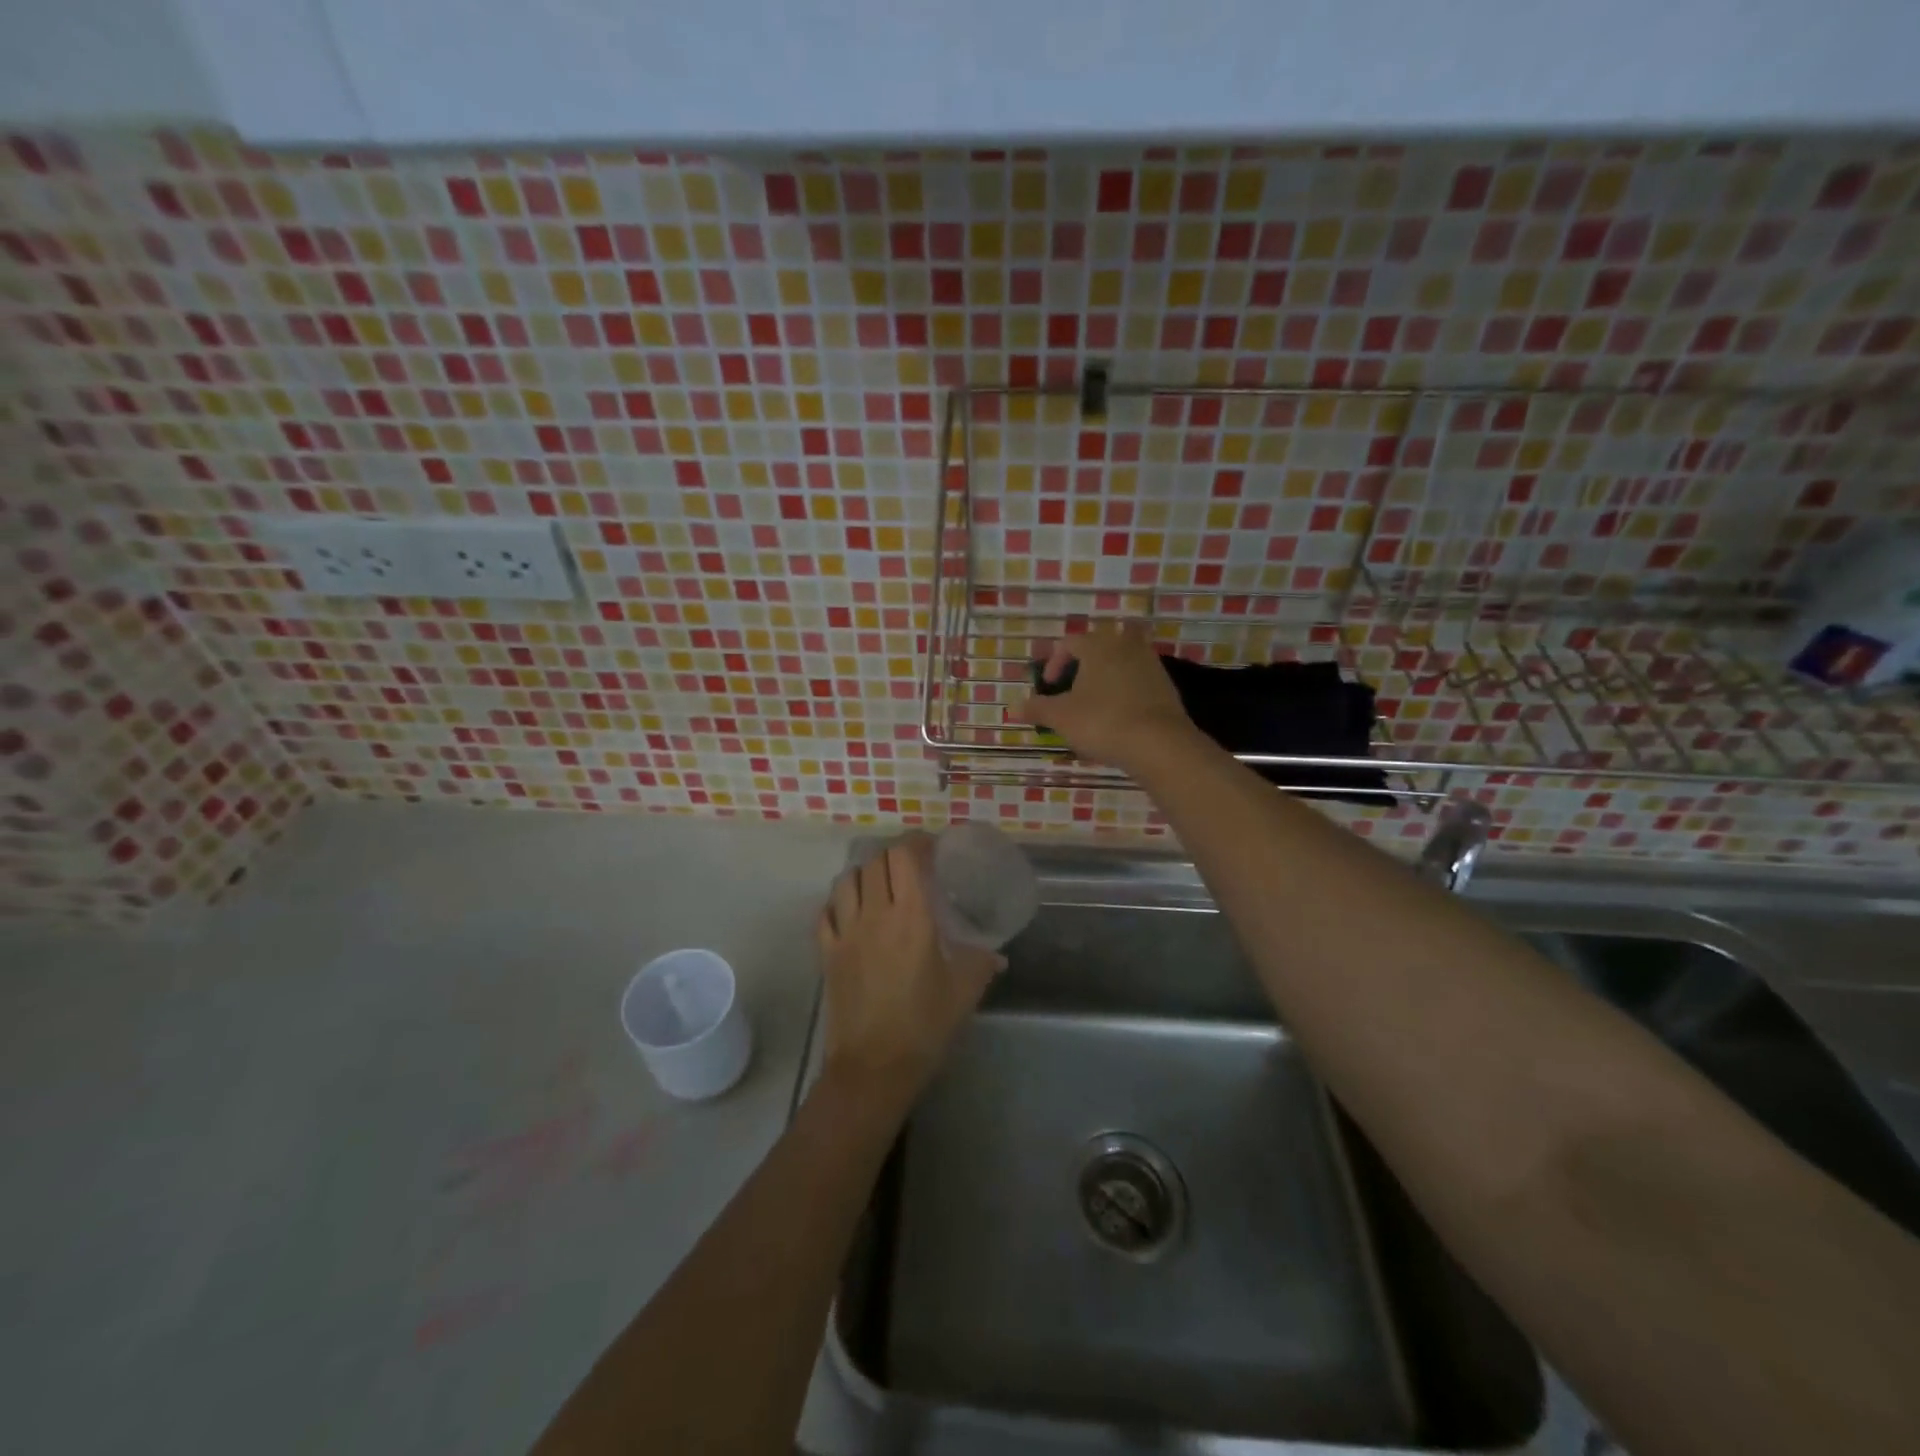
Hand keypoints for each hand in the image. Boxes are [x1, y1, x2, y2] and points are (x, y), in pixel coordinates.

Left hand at [815, 834, 1002, 1105]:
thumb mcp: (964, 992)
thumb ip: (981, 964)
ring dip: (864, 874)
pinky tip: (851, 913)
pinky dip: (837, 903)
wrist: (873, 1067)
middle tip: (911, 867)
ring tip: (880, 884)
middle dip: (894, 856)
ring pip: (846, 881)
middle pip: (876, 862)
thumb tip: (997, 955)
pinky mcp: (827, 954)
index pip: (905, 857)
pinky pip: (826, 913)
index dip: (917, 842)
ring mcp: (846, 933)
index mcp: (912, 918)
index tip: (931, 847)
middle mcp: (875, 915)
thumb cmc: (924, 1026)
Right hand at [1015, 621, 1199, 771]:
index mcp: (1097, 645)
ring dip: (1104, 679)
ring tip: (1093, 705)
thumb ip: (1036, 708)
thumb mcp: (1061, 717)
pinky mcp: (1166, 686)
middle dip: (1081, 668)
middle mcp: (1125, 646)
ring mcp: (1150, 664)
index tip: (1048, 687)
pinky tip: (1118, 717)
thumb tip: (1012, 706)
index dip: (1053, 664)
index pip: (1069, 643)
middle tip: (1070, 692)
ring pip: (1120, 664)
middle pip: (1097, 649)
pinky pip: (1137, 681)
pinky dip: (1124, 692)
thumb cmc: (1102, 722)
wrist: (1159, 744)